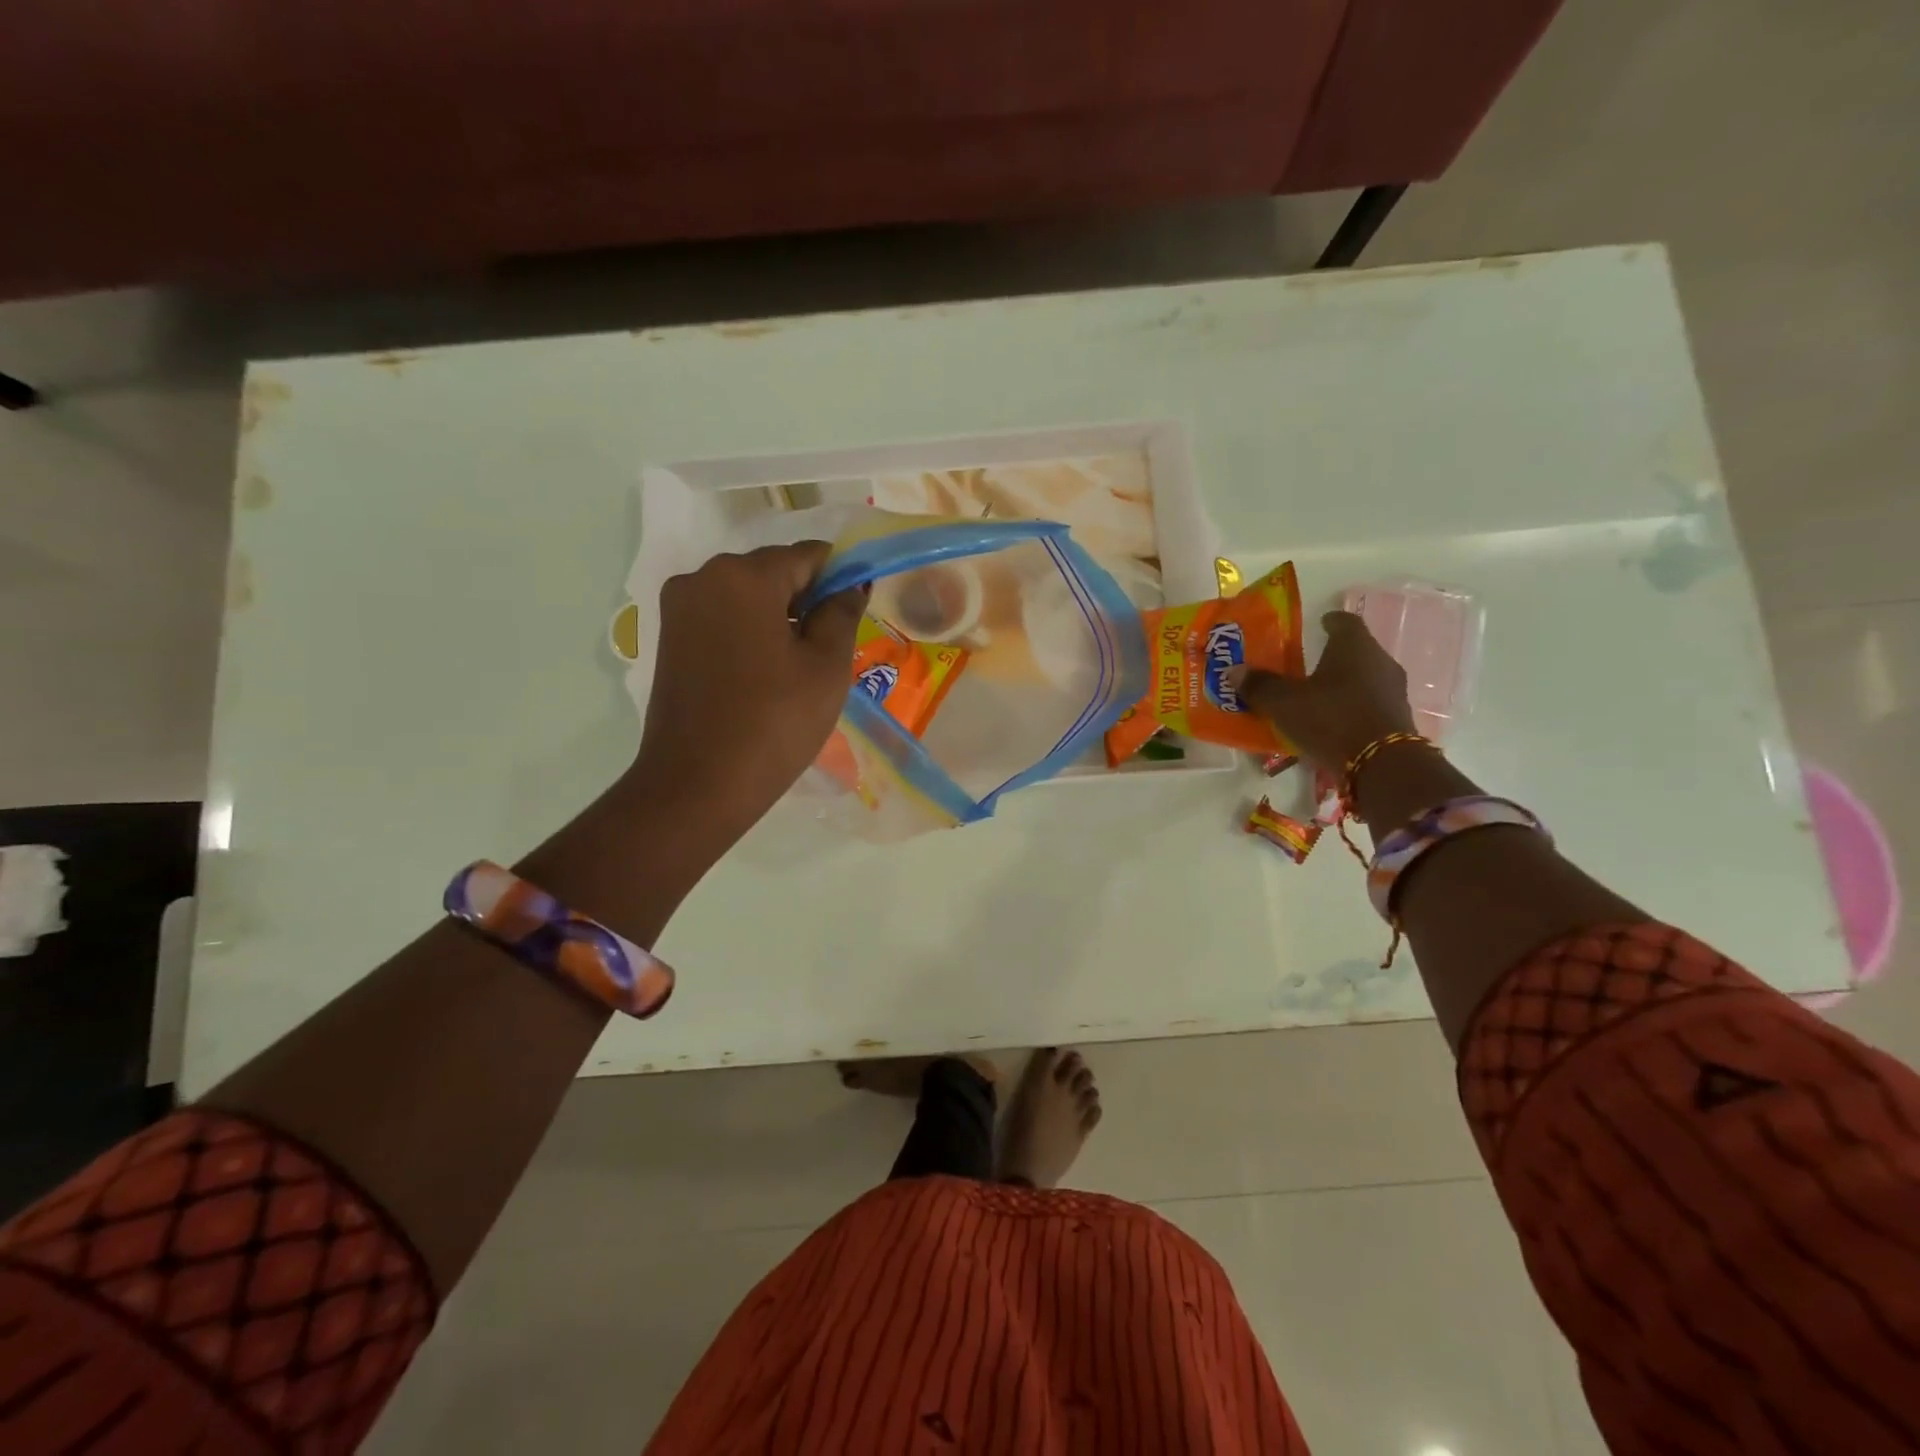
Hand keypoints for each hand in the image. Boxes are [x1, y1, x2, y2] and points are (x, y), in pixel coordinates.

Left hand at [627, 543, 863, 846]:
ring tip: (796, 669)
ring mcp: (679, 608)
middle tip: (828, 651)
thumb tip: (850, 584)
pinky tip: (764, 674)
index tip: (855, 617)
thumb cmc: (774, 723)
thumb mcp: (826, 667)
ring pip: (746, 596)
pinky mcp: (668, 638)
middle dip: (806, 599)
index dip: (840, 579)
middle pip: (773, 571)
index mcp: (744, 575)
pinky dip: (749, 632)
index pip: (809, 556)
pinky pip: (722, 618)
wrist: (697, 785)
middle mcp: (703, 577)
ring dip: (777, 617)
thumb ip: (842, 613)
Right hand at [1227, 611, 1413, 771]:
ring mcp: (1394, 690)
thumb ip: (1260, 685)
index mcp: (1354, 646)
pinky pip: (1370, 702)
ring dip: (1344, 682)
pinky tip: (1334, 720)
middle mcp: (1380, 661)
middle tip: (1307, 663)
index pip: (1345, 621)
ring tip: (1318, 694)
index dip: (1329, 621)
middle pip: (1356, 650)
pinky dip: (1353, 705)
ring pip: (1365, 677)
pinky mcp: (1398, 718)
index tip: (1318, 624)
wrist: (1383, 765)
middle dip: (1333, 654)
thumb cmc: (1331, 719)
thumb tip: (1235, 671)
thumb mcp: (1284, 703)